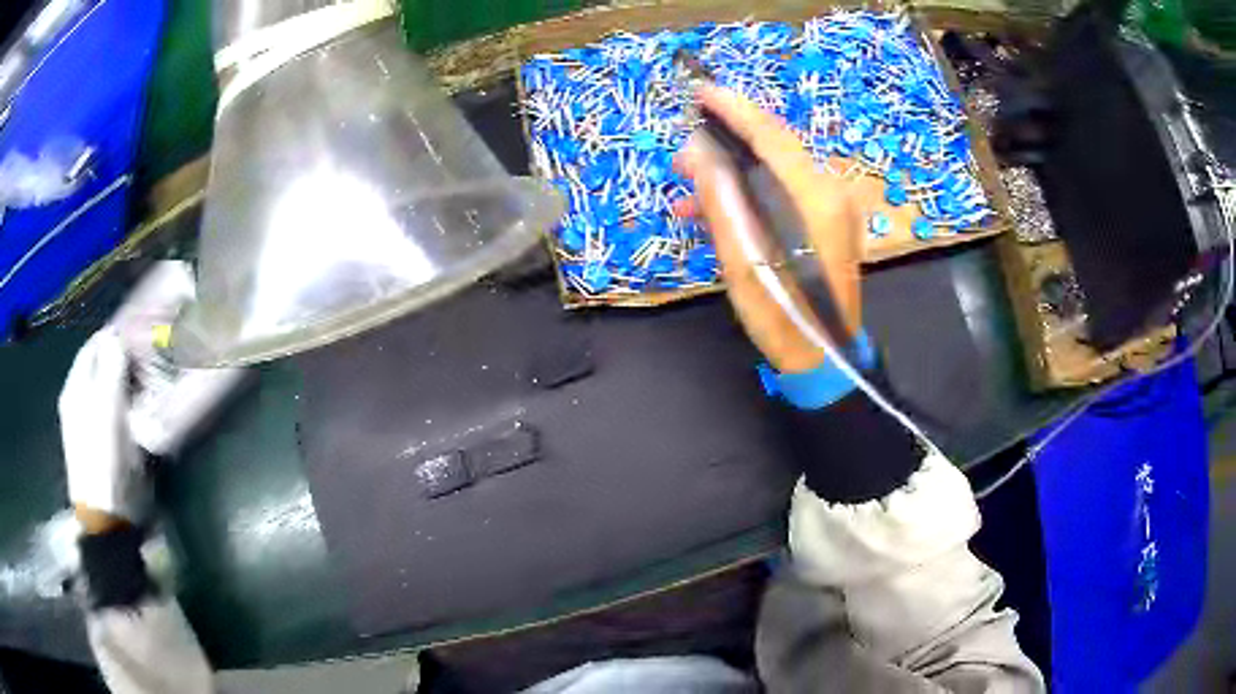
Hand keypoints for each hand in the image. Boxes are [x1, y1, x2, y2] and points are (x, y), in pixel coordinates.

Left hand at [58, 327, 145, 524]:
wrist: (107, 522)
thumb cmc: (106, 462)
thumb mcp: (109, 409)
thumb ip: (111, 367)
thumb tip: (116, 335)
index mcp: (76, 386)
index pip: (95, 344)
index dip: (116, 337)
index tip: (142, 337)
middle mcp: (77, 400)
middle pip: (100, 367)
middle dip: (122, 362)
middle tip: (148, 364)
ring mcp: (86, 424)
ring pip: (107, 390)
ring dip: (125, 387)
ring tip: (147, 388)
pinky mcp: (99, 446)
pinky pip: (111, 413)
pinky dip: (125, 408)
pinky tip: (138, 415)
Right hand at [675, 85, 863, 373]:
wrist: (824, 355)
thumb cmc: (782, 316)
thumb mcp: (742, 261)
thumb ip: (721, 200)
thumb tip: (696, 153)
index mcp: (813, 198)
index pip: (770, 136)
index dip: (734, 109)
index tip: (701, 90)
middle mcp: (829, 191)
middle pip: (775, 146)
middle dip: (727, 139)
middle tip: (684, 150)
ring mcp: (832, 205)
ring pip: (776, 168)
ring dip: (733, 170)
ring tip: (689, 186)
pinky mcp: (827, 219)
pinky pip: (783, 189)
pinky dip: (750, 191)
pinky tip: (715, 208)